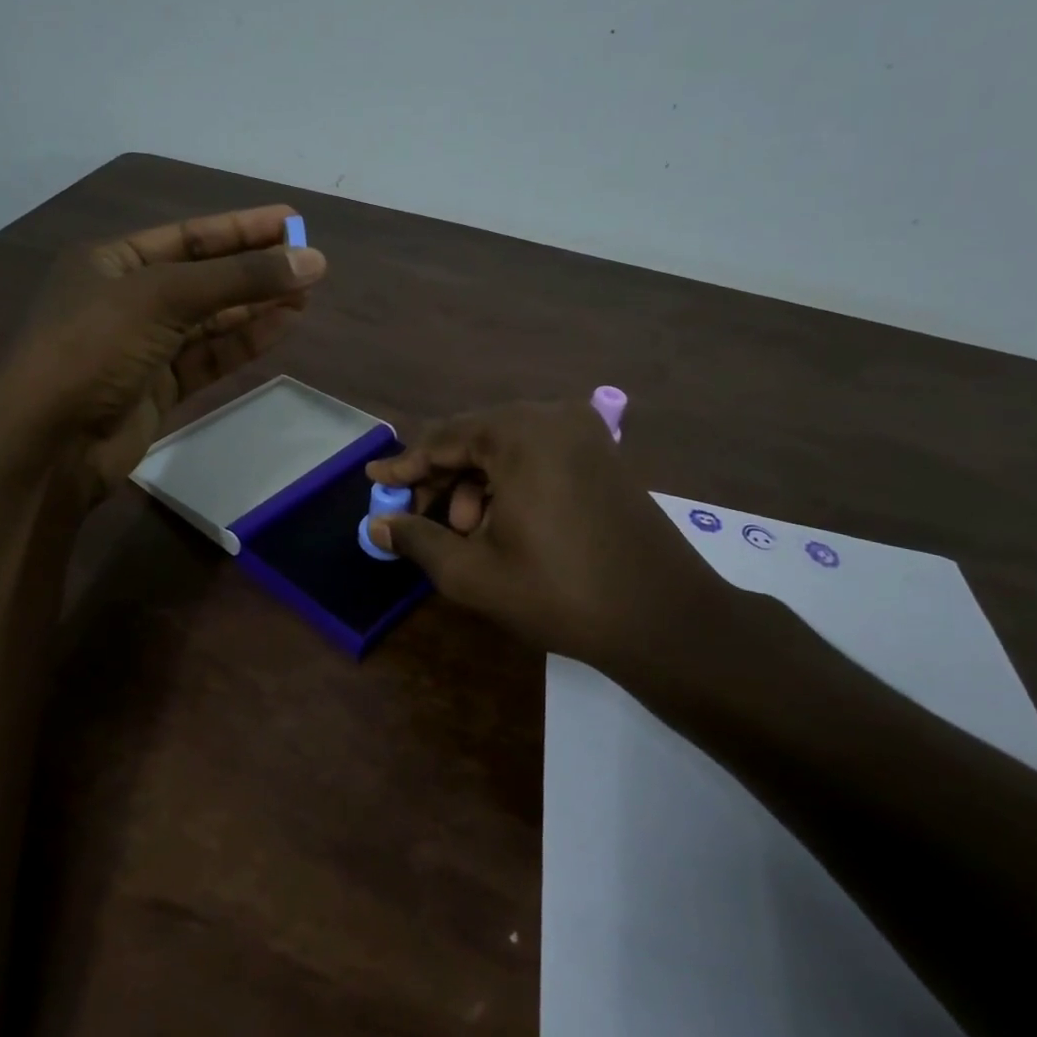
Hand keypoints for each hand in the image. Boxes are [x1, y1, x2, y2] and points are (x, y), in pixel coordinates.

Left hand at [0, 205, 325, 498]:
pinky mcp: (158, 389)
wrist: (51, 443)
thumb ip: (239, 279)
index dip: (242, 228)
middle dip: (254, 270)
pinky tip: (281, 327)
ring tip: (306, 295)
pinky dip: (244, 342)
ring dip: (255, 306)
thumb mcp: (163, 298)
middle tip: (310, 264)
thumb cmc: (94, 348)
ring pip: (210, 320)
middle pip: (203, 277)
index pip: (188, 236)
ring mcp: (143, 347)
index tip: (292, 220)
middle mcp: (127, 299)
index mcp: (111, 262)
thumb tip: (312, 261)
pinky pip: (209, 357)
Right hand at [365, 401, 742, 673]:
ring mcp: (585, 433)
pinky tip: (502, 525)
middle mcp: (553, 417)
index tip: (373, 482)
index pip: (443, 439)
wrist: (663, 618)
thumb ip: (417, 539)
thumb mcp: (472, 571)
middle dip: (442, 480)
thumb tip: (377, 524)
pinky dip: (510, 484)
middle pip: (475, 438)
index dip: (404, 466)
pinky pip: (538, 456)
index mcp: (519, 434)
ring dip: (475, 485)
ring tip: (466, 533)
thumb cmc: (559, 592)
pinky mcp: (603, 455)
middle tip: (421, 520)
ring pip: (506, 449)